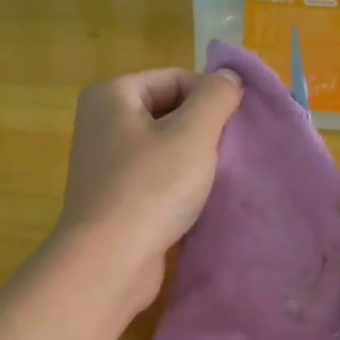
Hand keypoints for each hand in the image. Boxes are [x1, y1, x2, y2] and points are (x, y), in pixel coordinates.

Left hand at [54, 66, 244, 312]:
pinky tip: (199, 203)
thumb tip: (229, 77)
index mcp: (112, 95)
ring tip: (219, 179)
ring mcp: (106, 164)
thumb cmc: (151, 189)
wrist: (109, 261)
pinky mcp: (114, 200)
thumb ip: (217, 97)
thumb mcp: (193, 133)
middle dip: (204, 131)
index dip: (211, 98)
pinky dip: (179, 187)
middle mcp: (102, 124)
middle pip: (169, 112)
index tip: (237, 128)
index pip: (176, 78)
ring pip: (165, 149)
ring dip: (195, 162)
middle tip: (231, 155)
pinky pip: (156, 180)